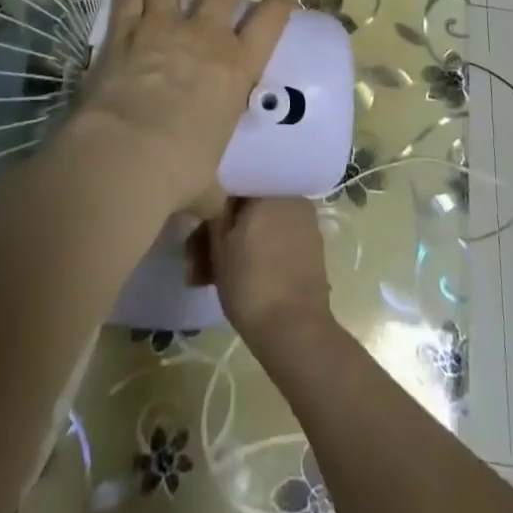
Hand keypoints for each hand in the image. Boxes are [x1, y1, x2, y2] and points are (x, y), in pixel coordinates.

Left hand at [78, 0, 293, 215]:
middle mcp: (206, 36)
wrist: (124, 157)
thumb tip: (214, 207)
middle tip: (214, 6)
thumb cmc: (177, 174)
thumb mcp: (209, 185)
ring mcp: (163, 26)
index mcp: (238, 67)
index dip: (280, 2)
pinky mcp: (125, 29)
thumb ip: (214, 188)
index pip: (272, 18)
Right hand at [199, 198, 332, 348]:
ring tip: (212, 275)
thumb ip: (215, 213)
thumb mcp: (219, 247)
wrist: (295, 331)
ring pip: (263, 224)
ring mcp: (305, 221)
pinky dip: (261, 251)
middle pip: (250, 206)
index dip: (214, 202)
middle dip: (225, 229)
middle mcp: (290, 196)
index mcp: (268, 189)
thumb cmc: (250, 284)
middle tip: (200, 259)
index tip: (200, 224)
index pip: (235, 182)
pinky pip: (279, 238)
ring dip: (240, 244)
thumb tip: (215, 197)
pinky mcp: (312, 246)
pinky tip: (242, 276)